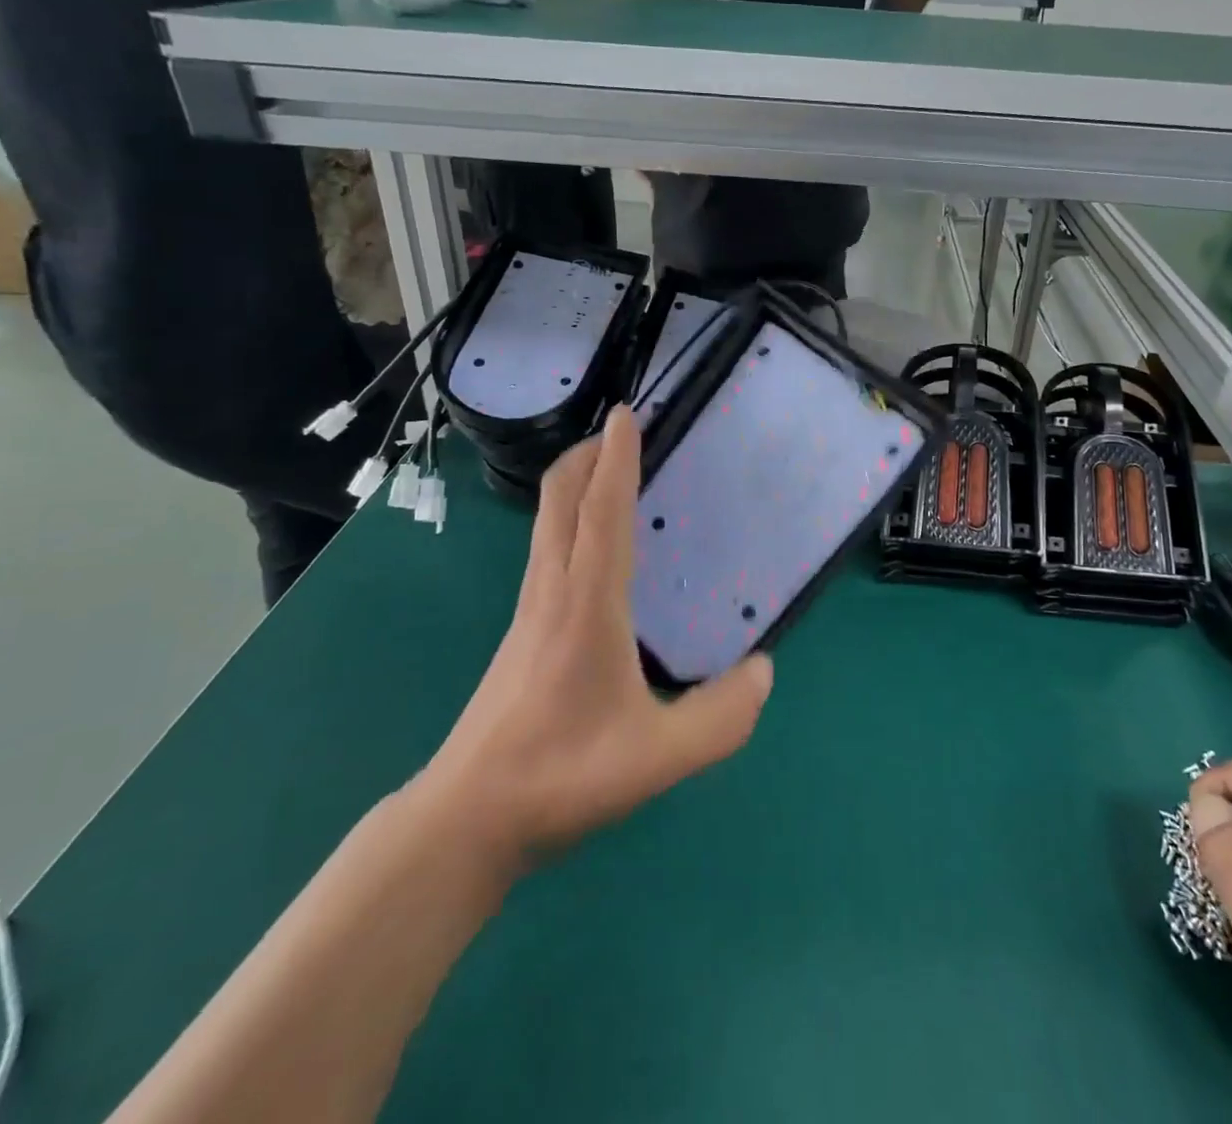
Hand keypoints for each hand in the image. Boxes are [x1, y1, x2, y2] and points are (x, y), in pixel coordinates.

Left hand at [416, 406, 772, 865]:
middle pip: (560, 500)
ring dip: (576, 484)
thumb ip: (722, 717)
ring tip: (613, 474)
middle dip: (586, 455)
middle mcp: (552, 591)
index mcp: (587, 605)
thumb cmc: (562, 776)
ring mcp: (529, 609)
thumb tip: (764, 670)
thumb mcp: (660, 757)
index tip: (626, 414)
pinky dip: (570, 519)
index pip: (602, 512)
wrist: (468, 816)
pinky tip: (595, 546)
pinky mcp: (522, 629)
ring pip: (548, 522)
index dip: (617, 459)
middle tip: (622, 431)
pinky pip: (547, 549)